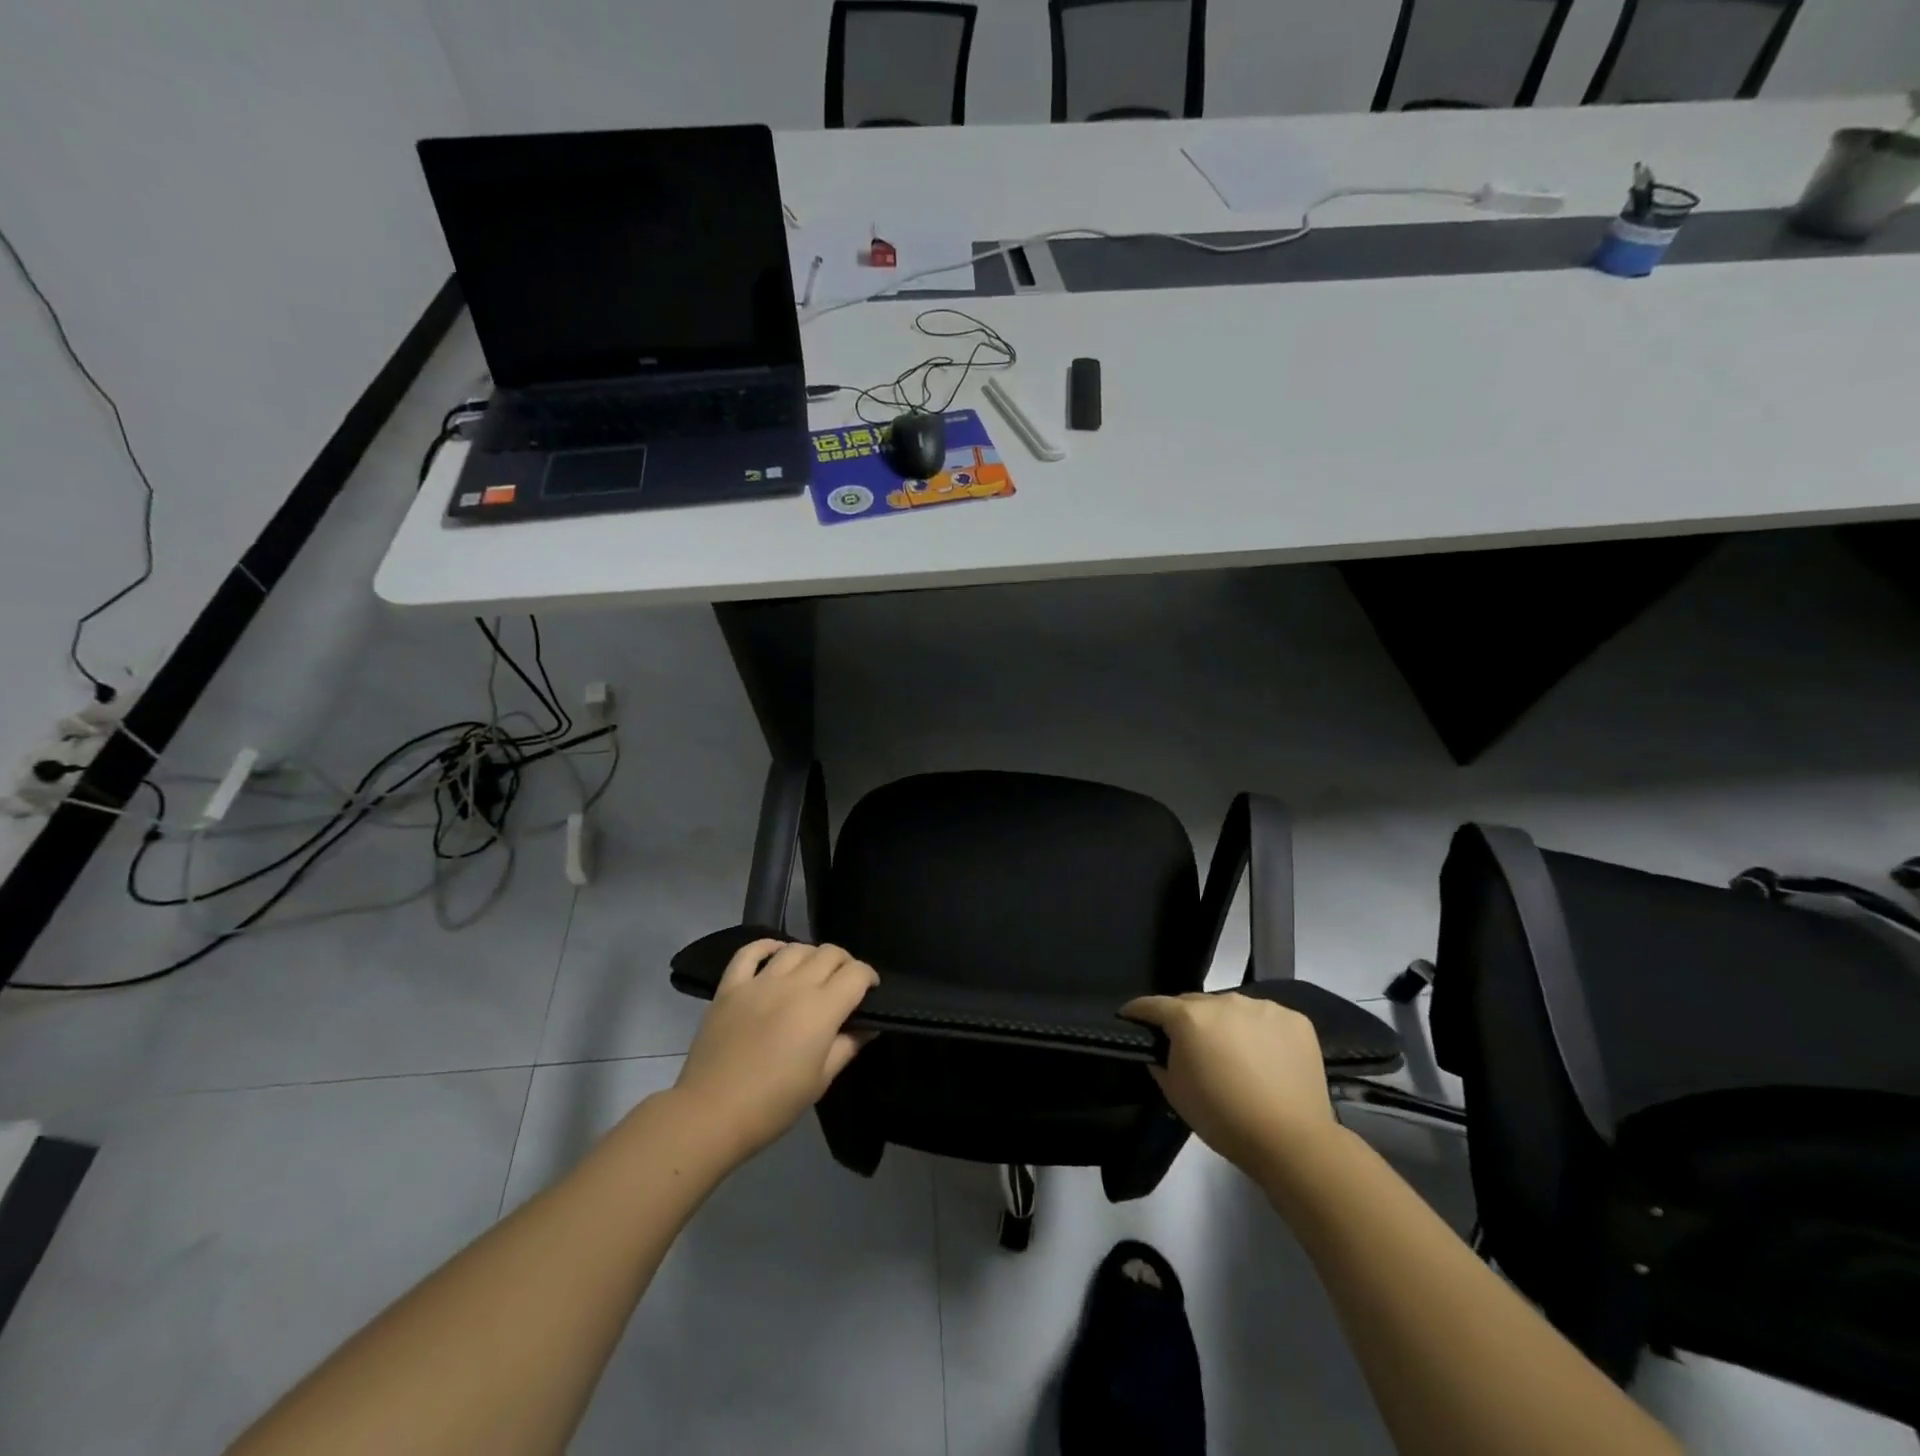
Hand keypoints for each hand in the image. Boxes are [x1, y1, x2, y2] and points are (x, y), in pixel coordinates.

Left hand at [672, 940, 877, 1163]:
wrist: (710, 1114)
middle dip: (845, 963)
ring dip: (812, 955)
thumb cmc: (773, 1105)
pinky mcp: (730, 987)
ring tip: (812, 973)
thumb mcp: (821, 1081)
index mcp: (821, 1009)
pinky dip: (767, 946)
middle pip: (829, 953)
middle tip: (845, 983)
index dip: (869, 977)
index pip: (856, 974)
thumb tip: (869, 1026)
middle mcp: (793, 985)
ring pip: (795, 948)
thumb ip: (848, 1046)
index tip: (870, 991)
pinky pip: (750, 952)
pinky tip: (776, 952)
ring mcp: (759, 982)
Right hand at [1122, 991, 1336, 1173]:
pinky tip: (1266, 1059)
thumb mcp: (1175, 1093)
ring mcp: (1262, 1007)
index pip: (1153, 1004)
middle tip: (1191, 1048)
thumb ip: (1160, 1060)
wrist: (1292, 1142)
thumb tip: (1161, 1048)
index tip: (1131, 1019)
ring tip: (1235, 1055)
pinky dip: (1260, 1032)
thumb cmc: (1223, 1119)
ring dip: (1225, 1025)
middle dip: (1186, 1020)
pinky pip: (1265, 1018)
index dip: (1138, 1012)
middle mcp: (1224, 1001)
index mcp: (1189, 1017)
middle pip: (1194, 1003)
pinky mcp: (1294, 1019)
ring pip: (1231, 1009)